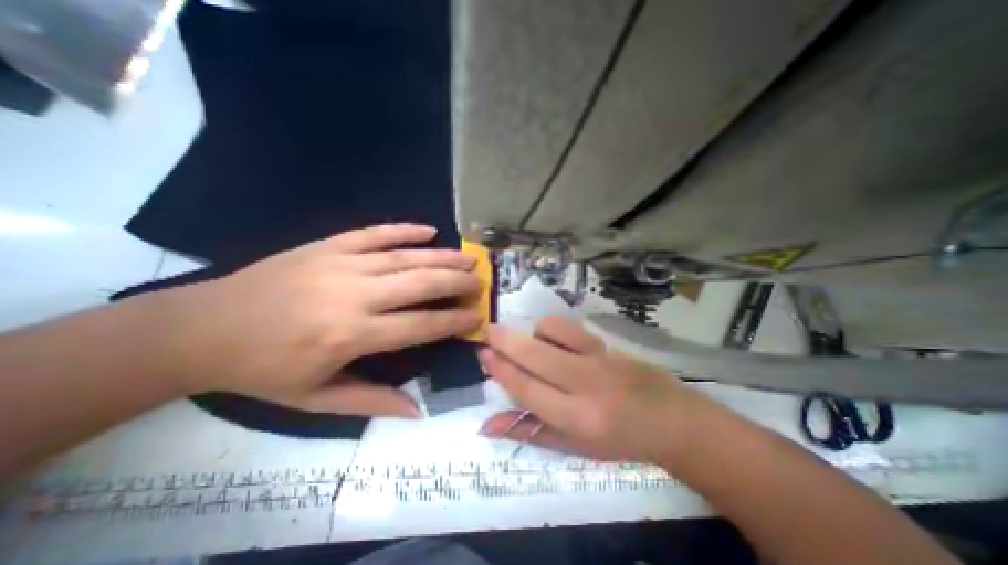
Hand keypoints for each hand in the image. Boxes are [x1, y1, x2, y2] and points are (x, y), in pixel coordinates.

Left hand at [160, 222, 484, 415]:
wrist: (201, 328)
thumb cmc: (263, 370)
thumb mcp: (316, 398)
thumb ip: (372, 401)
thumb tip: (418, 410)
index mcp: (350, 335)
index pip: (420, 325)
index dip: (454, 321)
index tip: (477, 316)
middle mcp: (353, 295)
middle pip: (420, 284)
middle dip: (457, 283)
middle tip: (480, 282)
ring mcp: (340, 264)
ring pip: (404, 256)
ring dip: (441, 256)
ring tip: (468, 257)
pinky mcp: (327, 245)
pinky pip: (374, 233)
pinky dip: (404, 229)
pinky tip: (428, 230)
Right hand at [479, 319, 715, 463]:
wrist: (669, 419)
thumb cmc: (617, 440)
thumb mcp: (572, 446)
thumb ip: (529, 432)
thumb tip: (487, 425)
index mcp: (577, 418)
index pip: (527, 388)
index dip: (501, 369)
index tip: (483, 354)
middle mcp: (585, 384)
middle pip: (535, 354)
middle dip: (505, 339)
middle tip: (487, 331)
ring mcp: (598, 358)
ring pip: (552, 331)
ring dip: (531, 333)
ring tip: (528, 343)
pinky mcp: (607, 344)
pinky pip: (569, 326)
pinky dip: (551, 328)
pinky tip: (551, 338)